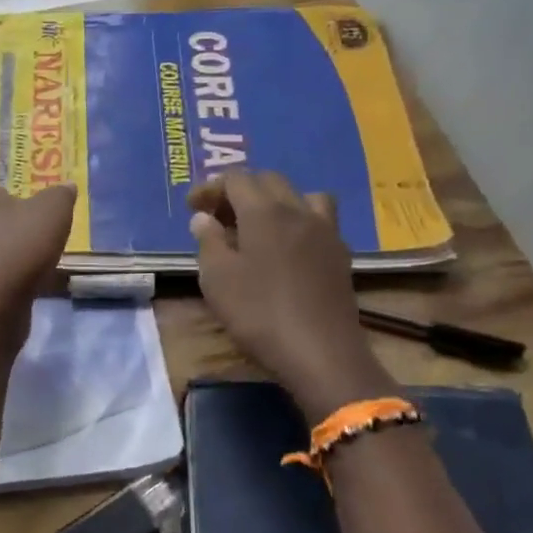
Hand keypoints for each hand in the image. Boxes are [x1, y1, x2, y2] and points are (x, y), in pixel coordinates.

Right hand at [188, 171, 396, 419]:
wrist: (321, 352)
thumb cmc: (259, 313)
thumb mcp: (217, 279)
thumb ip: (208, 241)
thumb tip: (204, 218)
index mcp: (264, 211)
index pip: (236, 179)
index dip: (210, 188)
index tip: (192, 208)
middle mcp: (298, 210)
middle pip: (268, 181)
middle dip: (240, 191)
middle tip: (219, 216)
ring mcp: (325, 231)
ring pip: (300, 196)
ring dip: (275, 201)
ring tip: (258, 226)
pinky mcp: (340, 254)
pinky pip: (318, 219)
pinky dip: (298, 221)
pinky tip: (287, 248)